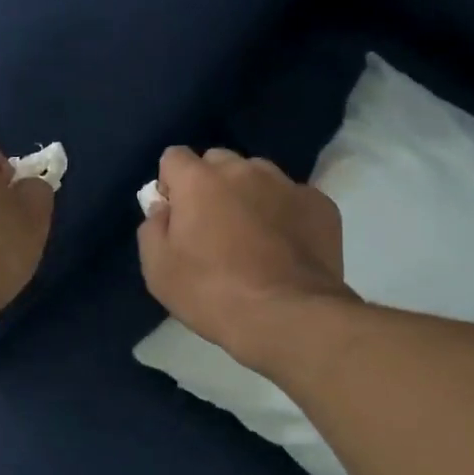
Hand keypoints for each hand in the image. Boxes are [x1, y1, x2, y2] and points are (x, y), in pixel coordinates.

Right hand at [137, 147, 353, 368]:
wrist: (289, 317)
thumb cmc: (213, 294)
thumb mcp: (158, 270)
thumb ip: (153, 228)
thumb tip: (164, 209)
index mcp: (199, 180)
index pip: (174, 157)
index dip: (171, 184)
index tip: (176, 216)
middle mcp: (243, 170)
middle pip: (218, 161)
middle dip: (210, 184)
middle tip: (213, 228)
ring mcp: (286, 183)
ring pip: (258, 175)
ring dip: (249, 195)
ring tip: (254, 237)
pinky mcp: (320, 204)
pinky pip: (293, 197)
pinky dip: (285, 213)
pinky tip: (286, 247)